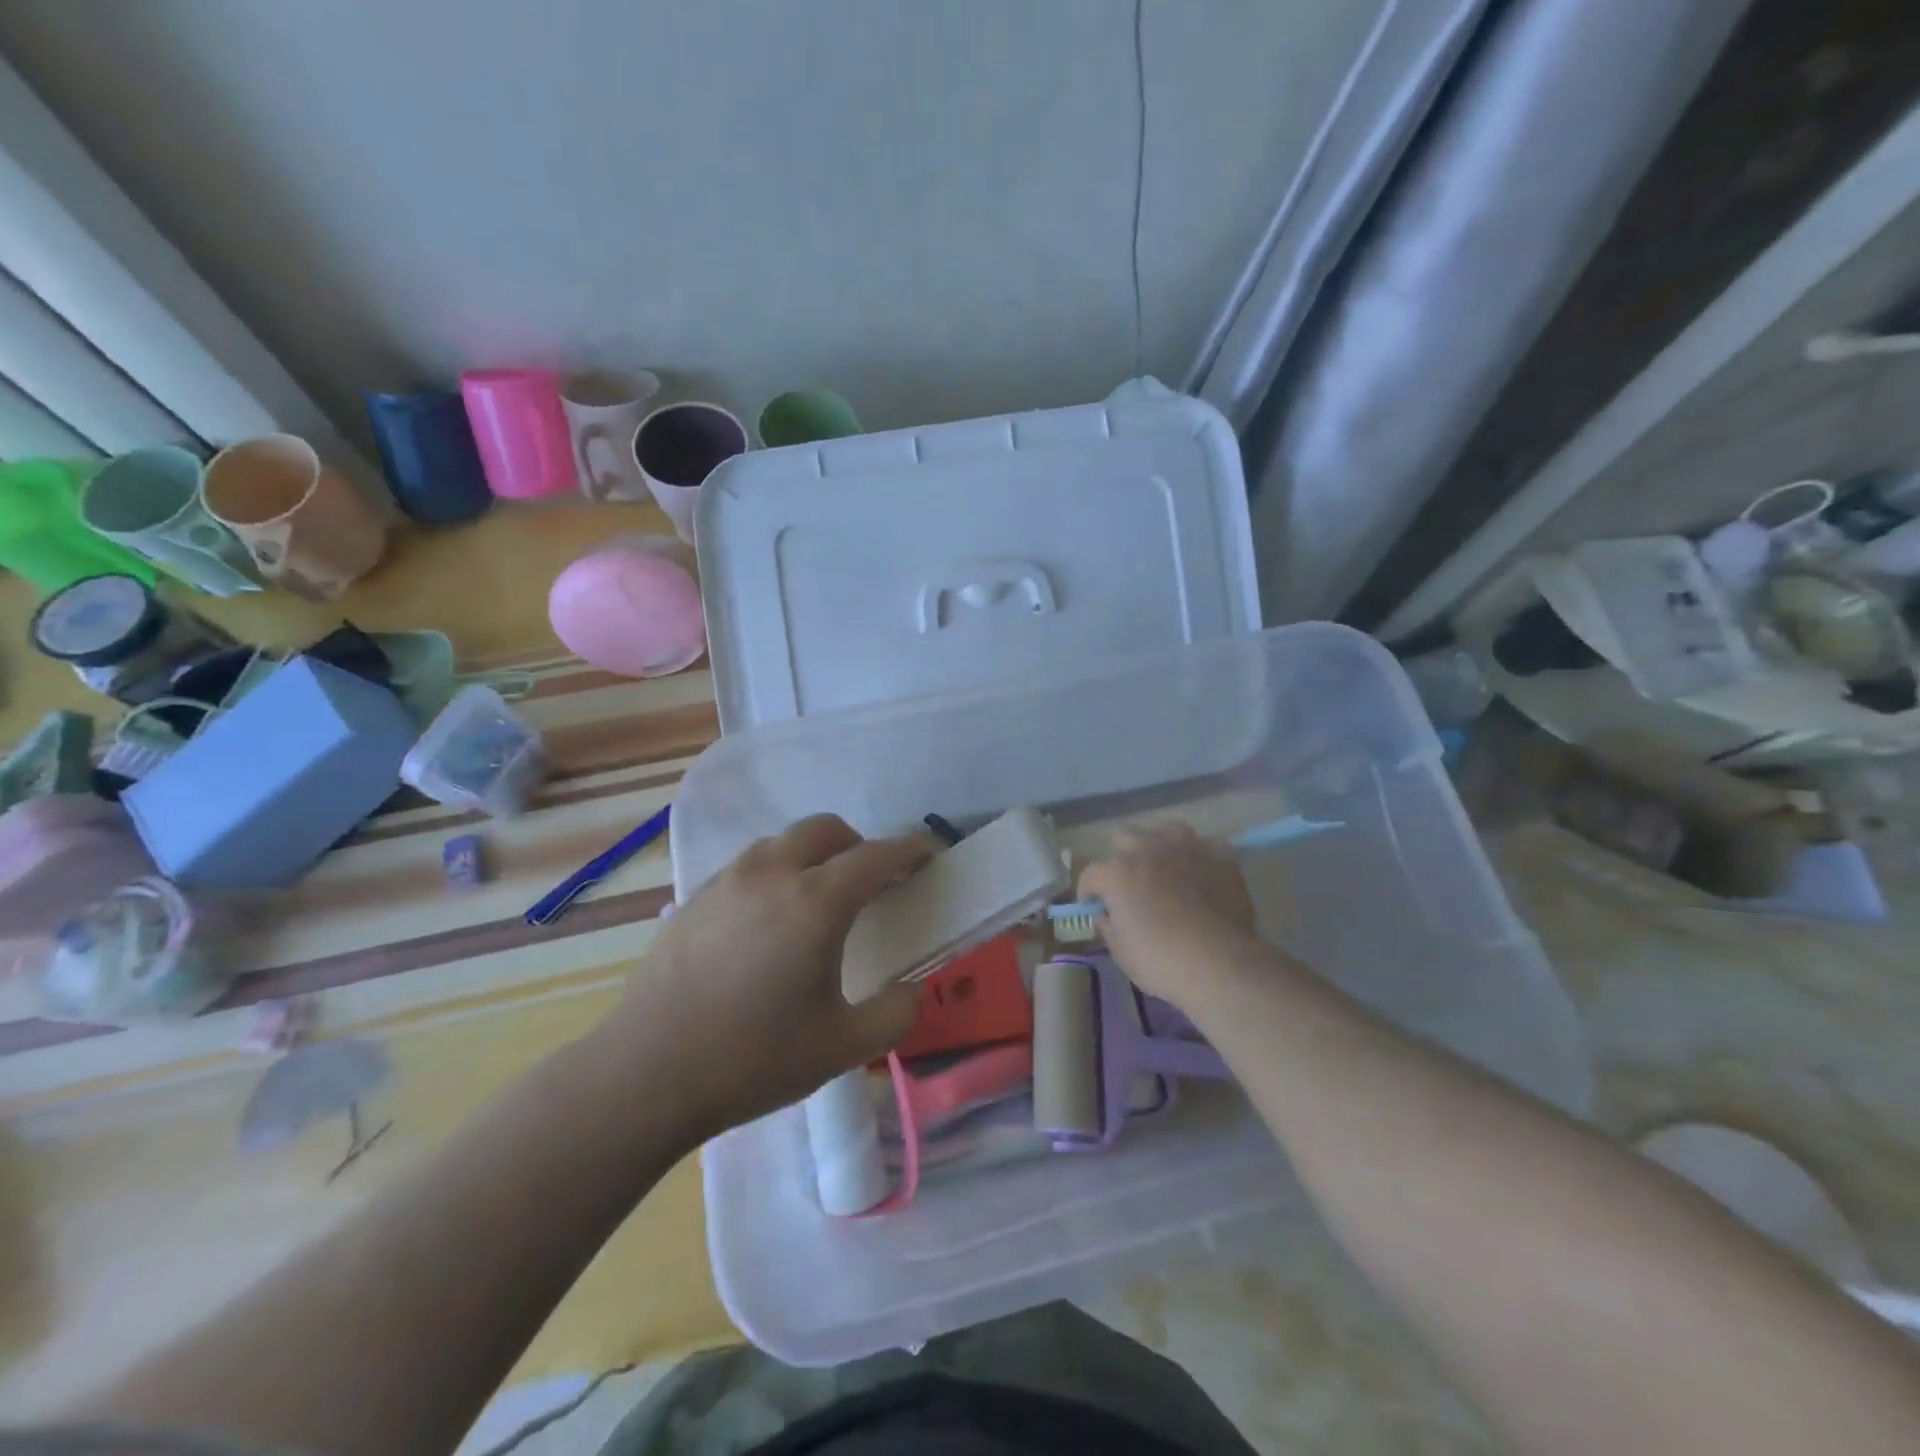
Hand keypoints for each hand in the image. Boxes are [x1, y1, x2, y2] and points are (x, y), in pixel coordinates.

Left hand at [591, 814, 935, 1141]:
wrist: (646, 1075)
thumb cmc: (753, 1059)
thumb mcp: (843, 1047)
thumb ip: (895, 1013)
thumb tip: (912, 989)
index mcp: (816, 902)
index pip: (876, 855)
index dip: (910, 849)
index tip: (930, 855)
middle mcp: (772, 874)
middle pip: (826, 829)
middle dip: (859, 845)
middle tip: (872, 883)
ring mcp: (727, 881)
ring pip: (783, 842)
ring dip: (814, 855)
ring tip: (818, 900)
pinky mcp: (695, 898)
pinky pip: (749, 866)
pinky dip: (776, 873)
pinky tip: (768, 922)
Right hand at [1077, 822, 1261, 1005]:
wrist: (1220, 963)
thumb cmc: (1161, 961)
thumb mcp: (1120, 951)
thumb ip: (1108, 925)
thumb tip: (1106, 914)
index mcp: (1117, 873)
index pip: (1090, 874)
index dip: (1088, 891)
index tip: (1092, 905)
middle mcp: (1148, 850)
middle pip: (1124, 838)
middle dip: (1121, 858)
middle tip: (1129, 883)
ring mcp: (1186, 848)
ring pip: (1165, 829)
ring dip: (1159, 845)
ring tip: (1165, 866)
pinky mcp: (1219, 856)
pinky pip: (1205, 845)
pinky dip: (1199, 856)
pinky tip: (1201, 872)